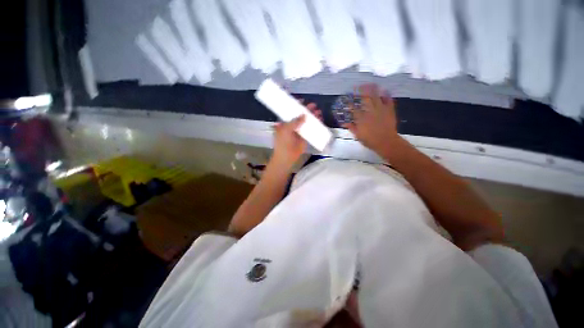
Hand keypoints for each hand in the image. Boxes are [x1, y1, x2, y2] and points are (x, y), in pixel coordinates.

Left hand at [271, 101, 322, 169]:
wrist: (287, 156)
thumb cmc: (283, 142)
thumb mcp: (286, 130)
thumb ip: (294, 122)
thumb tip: (304, 115)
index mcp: (285, 123)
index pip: (290, 112)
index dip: (295, 106)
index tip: (302, 100)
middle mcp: (292, 126)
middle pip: (300, 116)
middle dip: (307, 110)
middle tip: (313, 105)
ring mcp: (299, 131)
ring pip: (307, 121)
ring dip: (312, 116)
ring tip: (318, 112)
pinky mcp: (305, 137)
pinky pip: (311, 129)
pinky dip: (316, 124)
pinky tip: (320, 120)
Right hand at [343, 84, 399, 154]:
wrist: (386, 142)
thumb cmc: (370, 140)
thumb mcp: (358, 135)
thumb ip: (351, 127)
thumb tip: (343, 123)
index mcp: (361, 118)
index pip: (354, 108)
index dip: (350, 103)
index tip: (347, 99)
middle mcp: (370, 111)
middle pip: (365, 99)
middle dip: (361, 92)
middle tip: (358, 87)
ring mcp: (380, 109)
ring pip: (376, 97)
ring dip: (372, 90)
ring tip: (369, 84)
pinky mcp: (389, 110)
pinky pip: (388, 100)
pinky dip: (386, 95)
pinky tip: (384, 91)